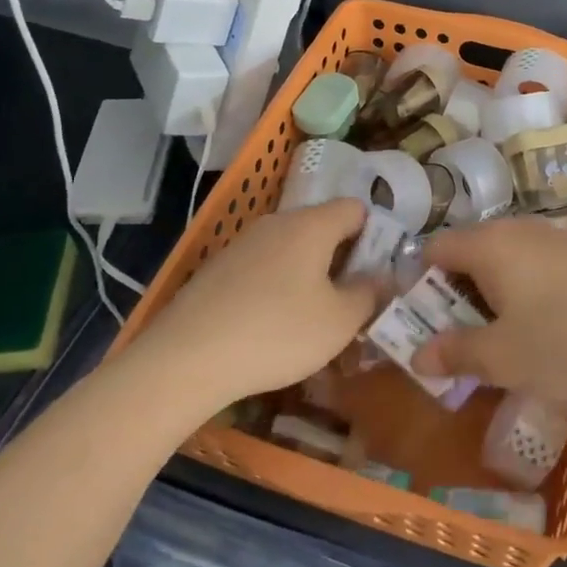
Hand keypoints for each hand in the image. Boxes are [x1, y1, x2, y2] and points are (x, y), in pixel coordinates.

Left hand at [134, 199, 378, 407]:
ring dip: (308, 275)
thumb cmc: (277, 332)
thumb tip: (380, 278)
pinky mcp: (217, 269)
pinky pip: (263, 268)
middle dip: (341, 259)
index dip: (374, 234)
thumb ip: (369, 294)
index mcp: (311, 225)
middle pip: (321, 227)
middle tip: (350, 301)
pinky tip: (271, 326)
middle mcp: (276, 223)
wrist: (186, 358)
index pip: (355, 208)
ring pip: (290, 249)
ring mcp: (242, 244)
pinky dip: (276, 287)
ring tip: (312, 320)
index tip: (377, 272)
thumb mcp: (339, 322)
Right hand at [411, 217, 566, 400]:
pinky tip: (534, 325)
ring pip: (499, 259)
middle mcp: (515, 228)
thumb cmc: (565, 342)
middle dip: (452, 293)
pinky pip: (528, 263)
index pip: (433, 249)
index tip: (421, 322)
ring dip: (485, 293)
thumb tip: (417, 356)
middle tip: (454, 337)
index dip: (418, 284)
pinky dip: (517, 289)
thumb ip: (454, 353)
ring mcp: (549, 237)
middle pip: (466, 252)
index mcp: (488, 244)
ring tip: (493, 336)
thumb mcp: (501, 358)